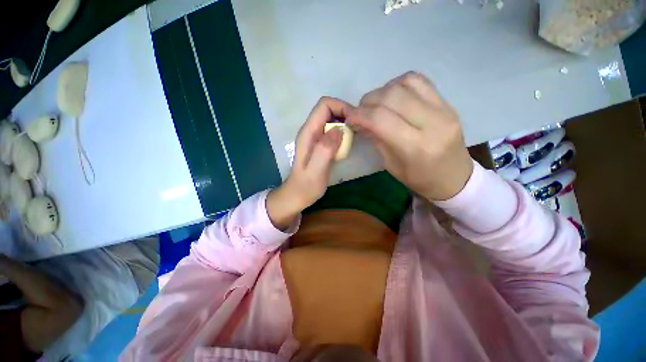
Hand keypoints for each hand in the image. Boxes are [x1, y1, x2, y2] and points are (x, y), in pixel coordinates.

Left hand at [267, 97, 352, 229]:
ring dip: (345, 124)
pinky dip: (343, 133)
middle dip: (345, 114)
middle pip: (329, 109)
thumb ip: (325, 150)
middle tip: (357, 131)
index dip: (341, 107)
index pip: (324, 105)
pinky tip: (347, 145)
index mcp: (308, 133)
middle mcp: (311, 130)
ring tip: (354, 137)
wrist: (297, 195)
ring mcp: (315, 137)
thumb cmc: (306, 186)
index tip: (354, 122)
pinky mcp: (320, 144)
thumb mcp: (316, 171)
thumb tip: (339, 129)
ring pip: (332, 119)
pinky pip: (333, 130)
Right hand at [347, 72, 472, 200]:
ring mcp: (444, 109)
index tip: (349, 118)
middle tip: (361, 111)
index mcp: (416, 147)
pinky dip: (399, 84)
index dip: (359, 115)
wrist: (454, 177)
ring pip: (405, 83)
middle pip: (392, 97)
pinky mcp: (447, 102)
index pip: (381, 120)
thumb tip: (361, 121)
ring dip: (383, 90)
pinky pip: (419, 81)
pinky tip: (393, 97)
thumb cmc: (419, 178)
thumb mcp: (391, 165)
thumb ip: (376, 139)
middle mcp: (432, 123)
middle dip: (368, 101)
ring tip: (376, 104)